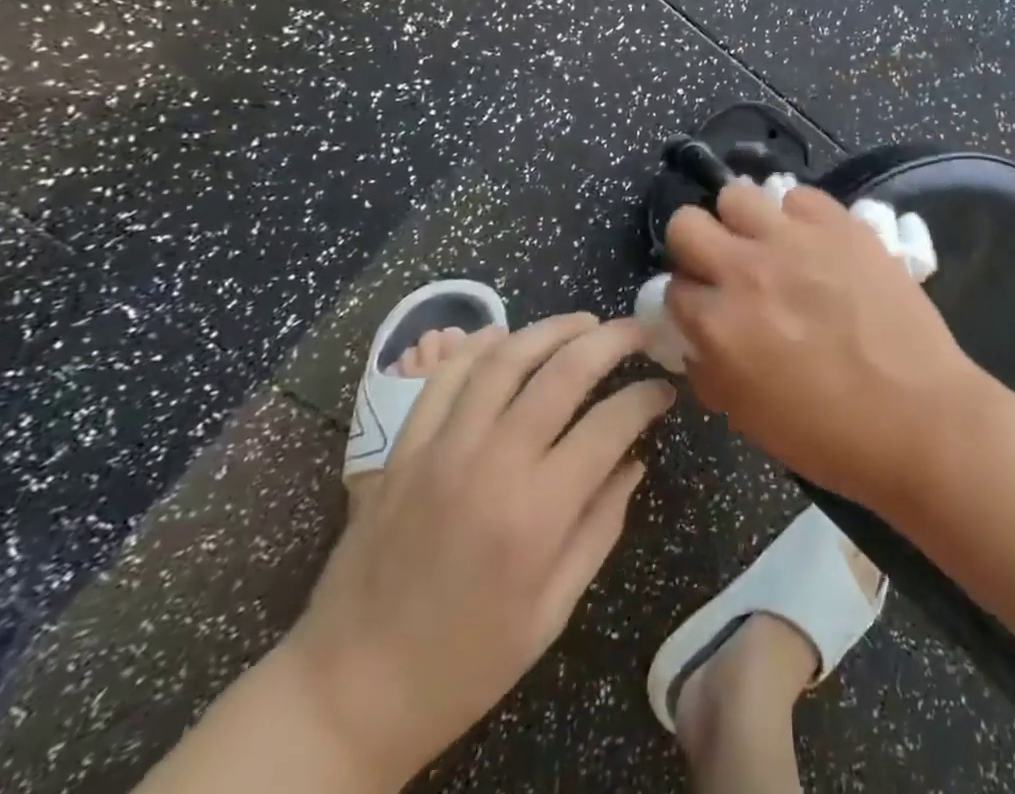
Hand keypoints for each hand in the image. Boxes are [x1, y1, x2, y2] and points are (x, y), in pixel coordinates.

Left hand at [284, 314, 673, 779]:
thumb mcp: (551, 612)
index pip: (610, 424)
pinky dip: (478, 347)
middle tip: (639, 330)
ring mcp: (441, 448)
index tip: (665, 389)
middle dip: (612, 339)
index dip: (646, 397)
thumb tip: (635, 462)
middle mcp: (492, 464)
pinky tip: (505, 336)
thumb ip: (600, 527)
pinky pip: (444, 377)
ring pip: (505, 358)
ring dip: (552, 329)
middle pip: (563, 372)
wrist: (349, 692)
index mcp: (537, 513)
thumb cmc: (466, 663)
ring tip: (584, 322)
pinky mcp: (404, 447)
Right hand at [664, 182, 978, 509]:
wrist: (918, 419)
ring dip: (743, 221)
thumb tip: (696, 339)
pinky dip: (798, 216)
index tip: (706, 309)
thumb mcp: (747, 416)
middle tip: (724, 266)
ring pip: (737, 195)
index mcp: (718, 324)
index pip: (672, 288)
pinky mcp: (840, 224)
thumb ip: (709, 368)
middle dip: (696, 245)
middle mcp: (746, 270)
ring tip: (767, 244)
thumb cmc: (829, 435)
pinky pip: (799, 196)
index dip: (688, 300)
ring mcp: (795, 240)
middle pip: (686, 223)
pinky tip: (814, 243)